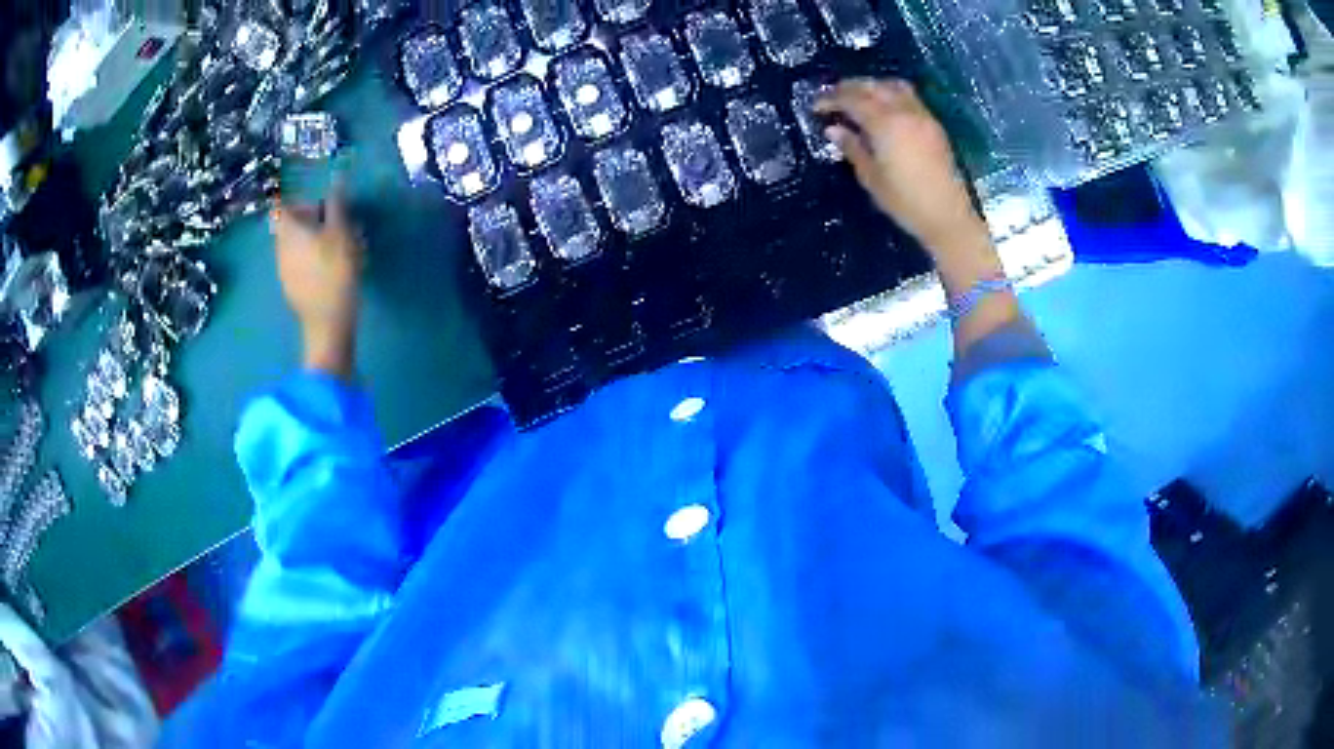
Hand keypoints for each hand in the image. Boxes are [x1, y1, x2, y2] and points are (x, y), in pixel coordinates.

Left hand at [269, 185, 363, 377]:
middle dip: (309, 219)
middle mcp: (280, 247)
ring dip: (311, 239)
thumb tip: (336, 178)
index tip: (316, 204)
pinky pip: (297, 263)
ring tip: (336, 246)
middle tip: (334, 223)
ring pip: (294, 244)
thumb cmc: (335, 270)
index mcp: (289, 230)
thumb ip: (337, 203)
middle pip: (289, 224)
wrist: (327, 322)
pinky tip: (329, 268)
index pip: (282, 206)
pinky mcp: (291, 288)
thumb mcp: (342, 231)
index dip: (297, 200)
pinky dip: (310, 258)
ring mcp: (283, 270)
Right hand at [816, 79, 986, 251]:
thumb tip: (833, 129)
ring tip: (858, 98)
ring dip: (872, 87)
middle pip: (872, 87)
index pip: (852, 100)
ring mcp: (922, 116)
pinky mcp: (934, 126)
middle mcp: (904, 112)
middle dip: (849, 88)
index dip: (831, 99)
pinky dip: (890, 94)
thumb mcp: (871, 177)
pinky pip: (909, 97)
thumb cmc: (905, 202)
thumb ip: (852, 148)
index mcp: (885, 124)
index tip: (816, 107)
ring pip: (893, 86)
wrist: (947, 217)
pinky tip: (883, 109)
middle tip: (832, 97)